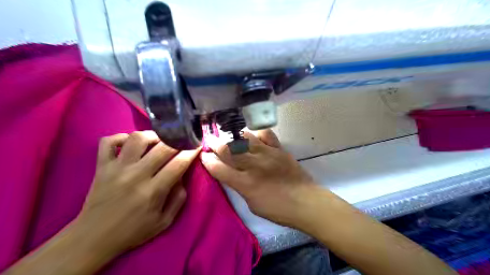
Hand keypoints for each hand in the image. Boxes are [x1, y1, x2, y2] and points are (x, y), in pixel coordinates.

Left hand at [73, 130, 198, 255]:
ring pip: (137, 138)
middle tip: (182, 140)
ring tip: (159, 141)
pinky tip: (131, 143)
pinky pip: (108, 141)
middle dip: (178, 140)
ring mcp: (116, 168)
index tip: (198, 144)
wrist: (94, 238)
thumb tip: (182, 175)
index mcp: (153, 191)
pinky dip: (121, 137)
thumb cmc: (133, 231)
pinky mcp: (101, 166)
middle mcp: (135, 175)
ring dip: (153, 136)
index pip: (178, 164)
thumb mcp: (165, 221)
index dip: (191, 151)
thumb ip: (179, 198)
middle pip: (162, 147)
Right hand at [201, 130, 315, 226]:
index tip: (203, 155)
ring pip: (244, 138)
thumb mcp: (252, 204)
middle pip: (228, 149)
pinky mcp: (279, 148)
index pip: (219, 168)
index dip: (207, 160)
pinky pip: (265, 134)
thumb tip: (229, 172)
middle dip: (215, 143)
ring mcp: (267, 154)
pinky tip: (252, 137)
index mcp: (245, 184)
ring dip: (232, 136)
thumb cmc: (278, 209)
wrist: (305, 201)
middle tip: (210, 141)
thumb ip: (239, 186)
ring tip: (227, 137)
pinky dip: (255, 133)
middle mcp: (254, 165)